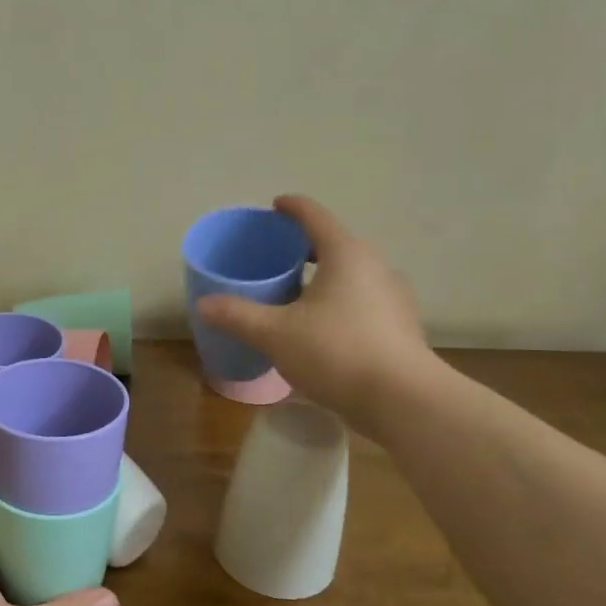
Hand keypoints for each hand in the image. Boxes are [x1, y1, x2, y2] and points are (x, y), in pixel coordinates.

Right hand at [196, 194, 437, 428]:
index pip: (315, 217)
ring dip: (324, 278)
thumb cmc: (336, 352)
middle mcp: (375, 267)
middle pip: (335, 245)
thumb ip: (238, 315)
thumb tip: (203, 304)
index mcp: (346, 254)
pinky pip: (362, 302)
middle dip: (305, 248)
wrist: (402, 400)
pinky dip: (339, 304)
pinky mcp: (400, 327)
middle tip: (276, 257)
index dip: (292, 208)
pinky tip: (322, 329)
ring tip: (296, 294)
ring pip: (351, 276)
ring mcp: (393, 298)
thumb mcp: (275, 334)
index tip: (275, 205)